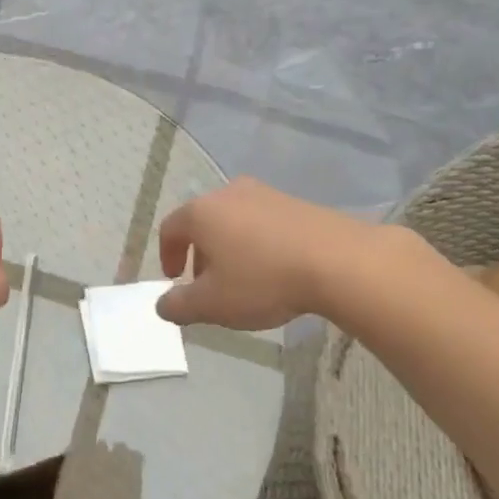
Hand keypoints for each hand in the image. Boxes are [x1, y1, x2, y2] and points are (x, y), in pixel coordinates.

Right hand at [156, 177, 373, 329]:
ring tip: (243, 279)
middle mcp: (228, 193)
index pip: (170, 228)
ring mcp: (264, 193)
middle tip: (208, 284)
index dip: (167, 255)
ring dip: (229, 247)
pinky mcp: (294, 201)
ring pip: (233, 220)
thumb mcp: (213, 304)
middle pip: (203, 222)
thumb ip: (180, 306)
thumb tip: (162, 305)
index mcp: (201, 212)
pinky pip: (263, 221)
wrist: (336, 259)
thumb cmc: (263, 279)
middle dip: (200, 254)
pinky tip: (274, 268)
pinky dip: (257, 242)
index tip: (175, 279)